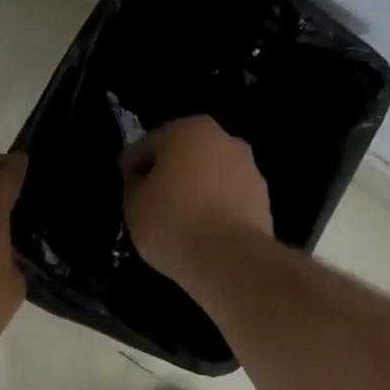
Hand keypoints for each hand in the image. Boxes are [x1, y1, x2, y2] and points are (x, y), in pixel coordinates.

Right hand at [121, 116, 273, 282]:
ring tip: (178, 221)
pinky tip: (202, 231)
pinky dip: (214, 208)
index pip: (148, 145)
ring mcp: (249, 168)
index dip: (132, 168)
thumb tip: (143, 181)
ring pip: (209, 176)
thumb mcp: (133, 203)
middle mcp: (224, 139)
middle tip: (150, 203)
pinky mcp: (263, 198)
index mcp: (189, 129)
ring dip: (194, 190)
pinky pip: (228, 198)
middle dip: (168, 174)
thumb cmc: (172, 222)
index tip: (125, 189)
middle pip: (184, 156)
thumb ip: (134, 184)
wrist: (229, 259)